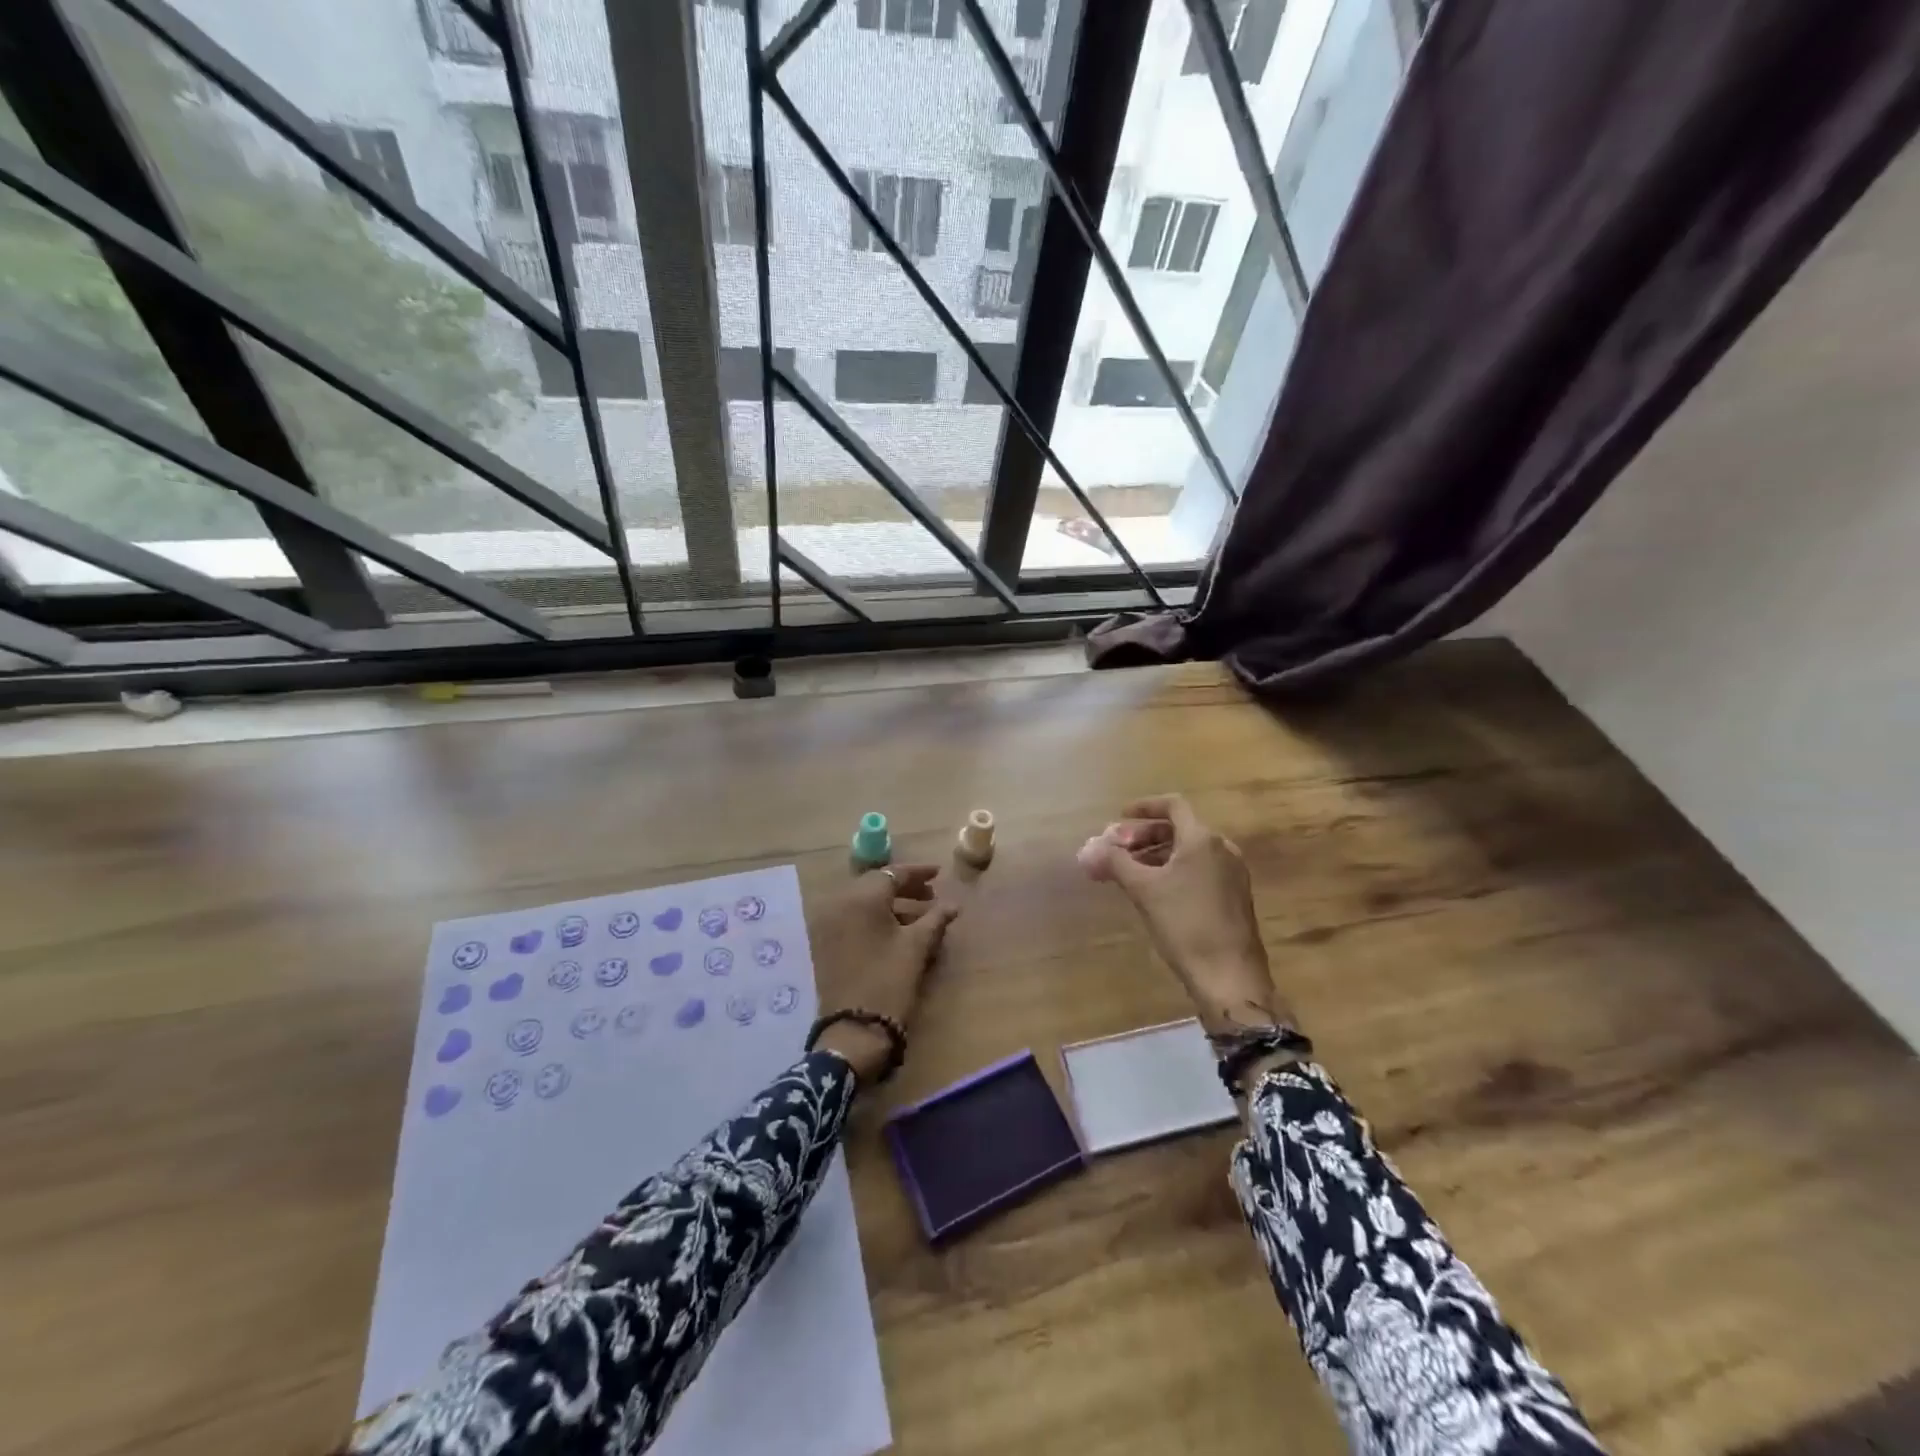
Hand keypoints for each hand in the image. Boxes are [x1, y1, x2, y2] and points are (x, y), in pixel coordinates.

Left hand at [808, 865, 959, 1084]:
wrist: (853, 1030)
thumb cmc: (889, 980)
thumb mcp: (917, 946)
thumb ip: (936, 918)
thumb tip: (953, 904)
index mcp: (861, 897)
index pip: (892, 873)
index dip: (918, 873)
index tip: (939, 874)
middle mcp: (839, 903)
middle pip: (875, 885)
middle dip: (904, 887)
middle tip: (931, 895)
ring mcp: (828, 923)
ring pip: (863, 902)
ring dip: (890, 904)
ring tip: (919, 915)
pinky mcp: (825, 943)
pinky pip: (852, 918)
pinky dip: (874, 918)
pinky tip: (896, 930)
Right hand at [1078, 795, 1293, 1037]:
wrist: (1229, 977)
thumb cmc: (1185, 924)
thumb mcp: (1144, 890)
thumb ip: (1115, 863)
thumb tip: (1088, 849)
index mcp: (1202, 839)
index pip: (1172, 805)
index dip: (1144, 807)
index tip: (1119, 817)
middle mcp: (1222, 849)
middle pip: (1177, 829)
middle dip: (1142, 836)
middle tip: (1114, 850)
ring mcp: (1231, 874)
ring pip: (1187, 852)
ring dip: (1154, 855)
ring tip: (1126, 872)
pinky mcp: (1233, 896)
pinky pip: (1198, 870)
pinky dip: (1172, 871)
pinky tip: (1152, 891)